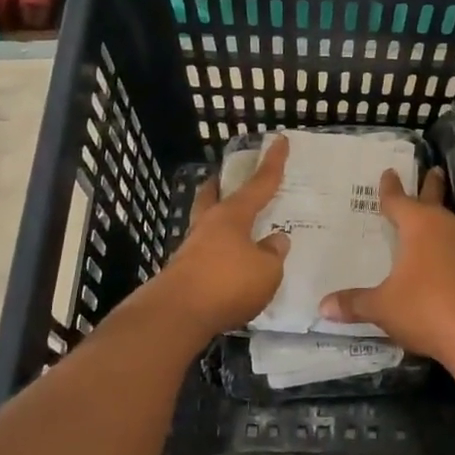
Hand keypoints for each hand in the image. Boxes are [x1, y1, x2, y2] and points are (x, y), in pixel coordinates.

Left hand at [144, 136, 291, 338]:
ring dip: (219, 222)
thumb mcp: (266, 270)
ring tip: (237, 229)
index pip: (259, 184)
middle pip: (214, 195)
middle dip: (222, 184)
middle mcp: (208, 225)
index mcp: (232, 216)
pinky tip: (230, 264)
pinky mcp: (183, 273)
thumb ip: (273, 254)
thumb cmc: (228, 283)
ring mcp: (191, 249)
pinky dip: (219, 252)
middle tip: (228, 177)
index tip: (278, 140)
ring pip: (206, 225)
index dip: (272, 163)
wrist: (176, 315)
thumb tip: (276, 240)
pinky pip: (206, 253)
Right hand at [319, 167, 454, 361]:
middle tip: (432, 169)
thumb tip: (323, 307)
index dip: (390, 189)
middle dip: (430, 186)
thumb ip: (355, 304)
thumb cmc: (426, 308)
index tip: (389, 172)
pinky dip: (450, 249)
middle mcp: (446, 227)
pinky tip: (445, 260)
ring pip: (450, 225)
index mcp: (419, 226)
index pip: (399, 201)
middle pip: (433, 201)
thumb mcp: (383, 307)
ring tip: (432, 220)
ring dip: (440, 220)